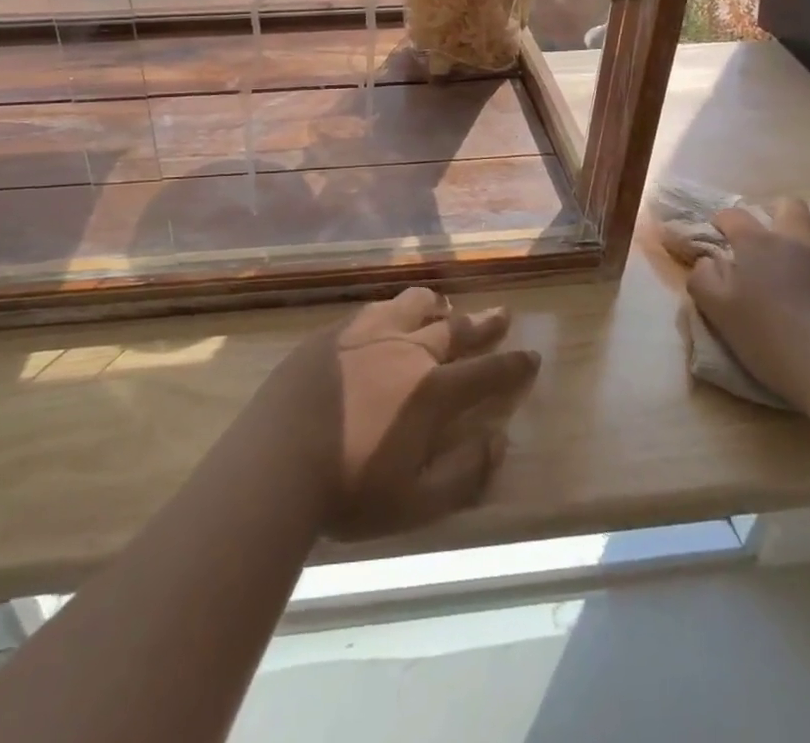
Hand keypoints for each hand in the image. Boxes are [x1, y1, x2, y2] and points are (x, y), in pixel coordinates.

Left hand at [264, 288, 540, 540]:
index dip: (512, 365)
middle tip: (502, 313)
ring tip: (444, 306)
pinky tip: (390, 314)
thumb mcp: (417, 503)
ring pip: (412, 305)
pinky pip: (376, 308)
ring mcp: (367, 334)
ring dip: (436, 306)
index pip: (485, 373)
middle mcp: (406, 350)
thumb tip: (499, 441)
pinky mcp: (335, 332)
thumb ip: (465, 473)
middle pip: (454, 329)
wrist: (277, 458)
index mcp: (431, 391)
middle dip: (482, 323)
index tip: (532, 355)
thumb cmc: (349, 489)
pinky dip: (395, 308)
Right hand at [686, 199, 809, 410]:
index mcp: (759, 245)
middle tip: (772, 240)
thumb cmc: (770, 339)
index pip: (734, 216)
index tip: (718, 233)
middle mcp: (801, 245)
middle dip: (780, 213)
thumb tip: (707, 262)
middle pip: (793, 208)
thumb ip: (703, 278)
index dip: (723, 220)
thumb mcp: (717, 310)